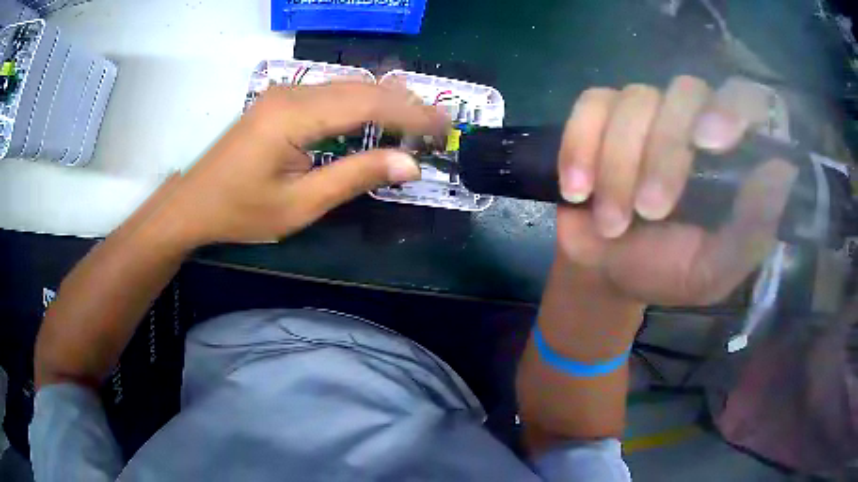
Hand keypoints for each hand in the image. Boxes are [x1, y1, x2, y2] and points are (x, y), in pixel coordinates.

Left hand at [161, 81, 447, 244]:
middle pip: (361, 88)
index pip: (367, 104)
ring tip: (416, 122)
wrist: (194, 203)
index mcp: (293, 116)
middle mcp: (292, 93)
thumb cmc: (241, 212)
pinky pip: (331, 93)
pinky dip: (362, 104)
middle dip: (404, 104)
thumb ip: (355, 177)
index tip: (443, 127)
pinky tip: (377, 116)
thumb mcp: (300, 205)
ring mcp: (285, 92)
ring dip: (385, 102)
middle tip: (436, 125)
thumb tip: (410, 164)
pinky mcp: (281, 100)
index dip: (411, 114)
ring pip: (348, 86)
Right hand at [556, 76, 797, 305]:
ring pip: (634, 100)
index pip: (746, 100)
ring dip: (618, 165)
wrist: (607, 270)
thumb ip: (752, 229)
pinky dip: (580, 146)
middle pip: (685, 93)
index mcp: (731, 154)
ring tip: (611, 223)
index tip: (711, 142)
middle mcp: (692, 120)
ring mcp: (645, 112)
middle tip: (649, 211)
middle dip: (664, 154)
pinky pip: (590, 107)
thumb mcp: (715, 269)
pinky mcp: (600, 115)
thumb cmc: (667, 270)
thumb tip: (782, 171)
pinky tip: (577, 189)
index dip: (733, 107)